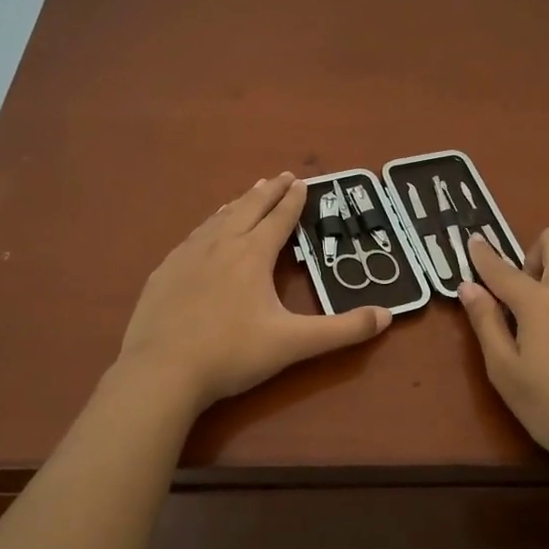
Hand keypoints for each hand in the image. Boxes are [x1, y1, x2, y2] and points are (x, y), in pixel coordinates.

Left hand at [119, 173, 390, 410]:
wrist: (161, 372)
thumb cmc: (232, 354)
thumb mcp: (293, 344)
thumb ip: (342, 330)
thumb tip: (386, 316)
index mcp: (252, 255)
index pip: (278, 219)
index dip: (293, 200)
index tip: (302, 182)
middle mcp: (220, 245)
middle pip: (247, 208)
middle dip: (267, 192)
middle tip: (280, 176)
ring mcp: (187, 256)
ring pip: (217, 219)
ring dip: (236, 204)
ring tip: (246, 195)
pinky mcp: (164, 273)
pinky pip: (192, 237)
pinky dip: (207, 226)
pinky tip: (203, 233)